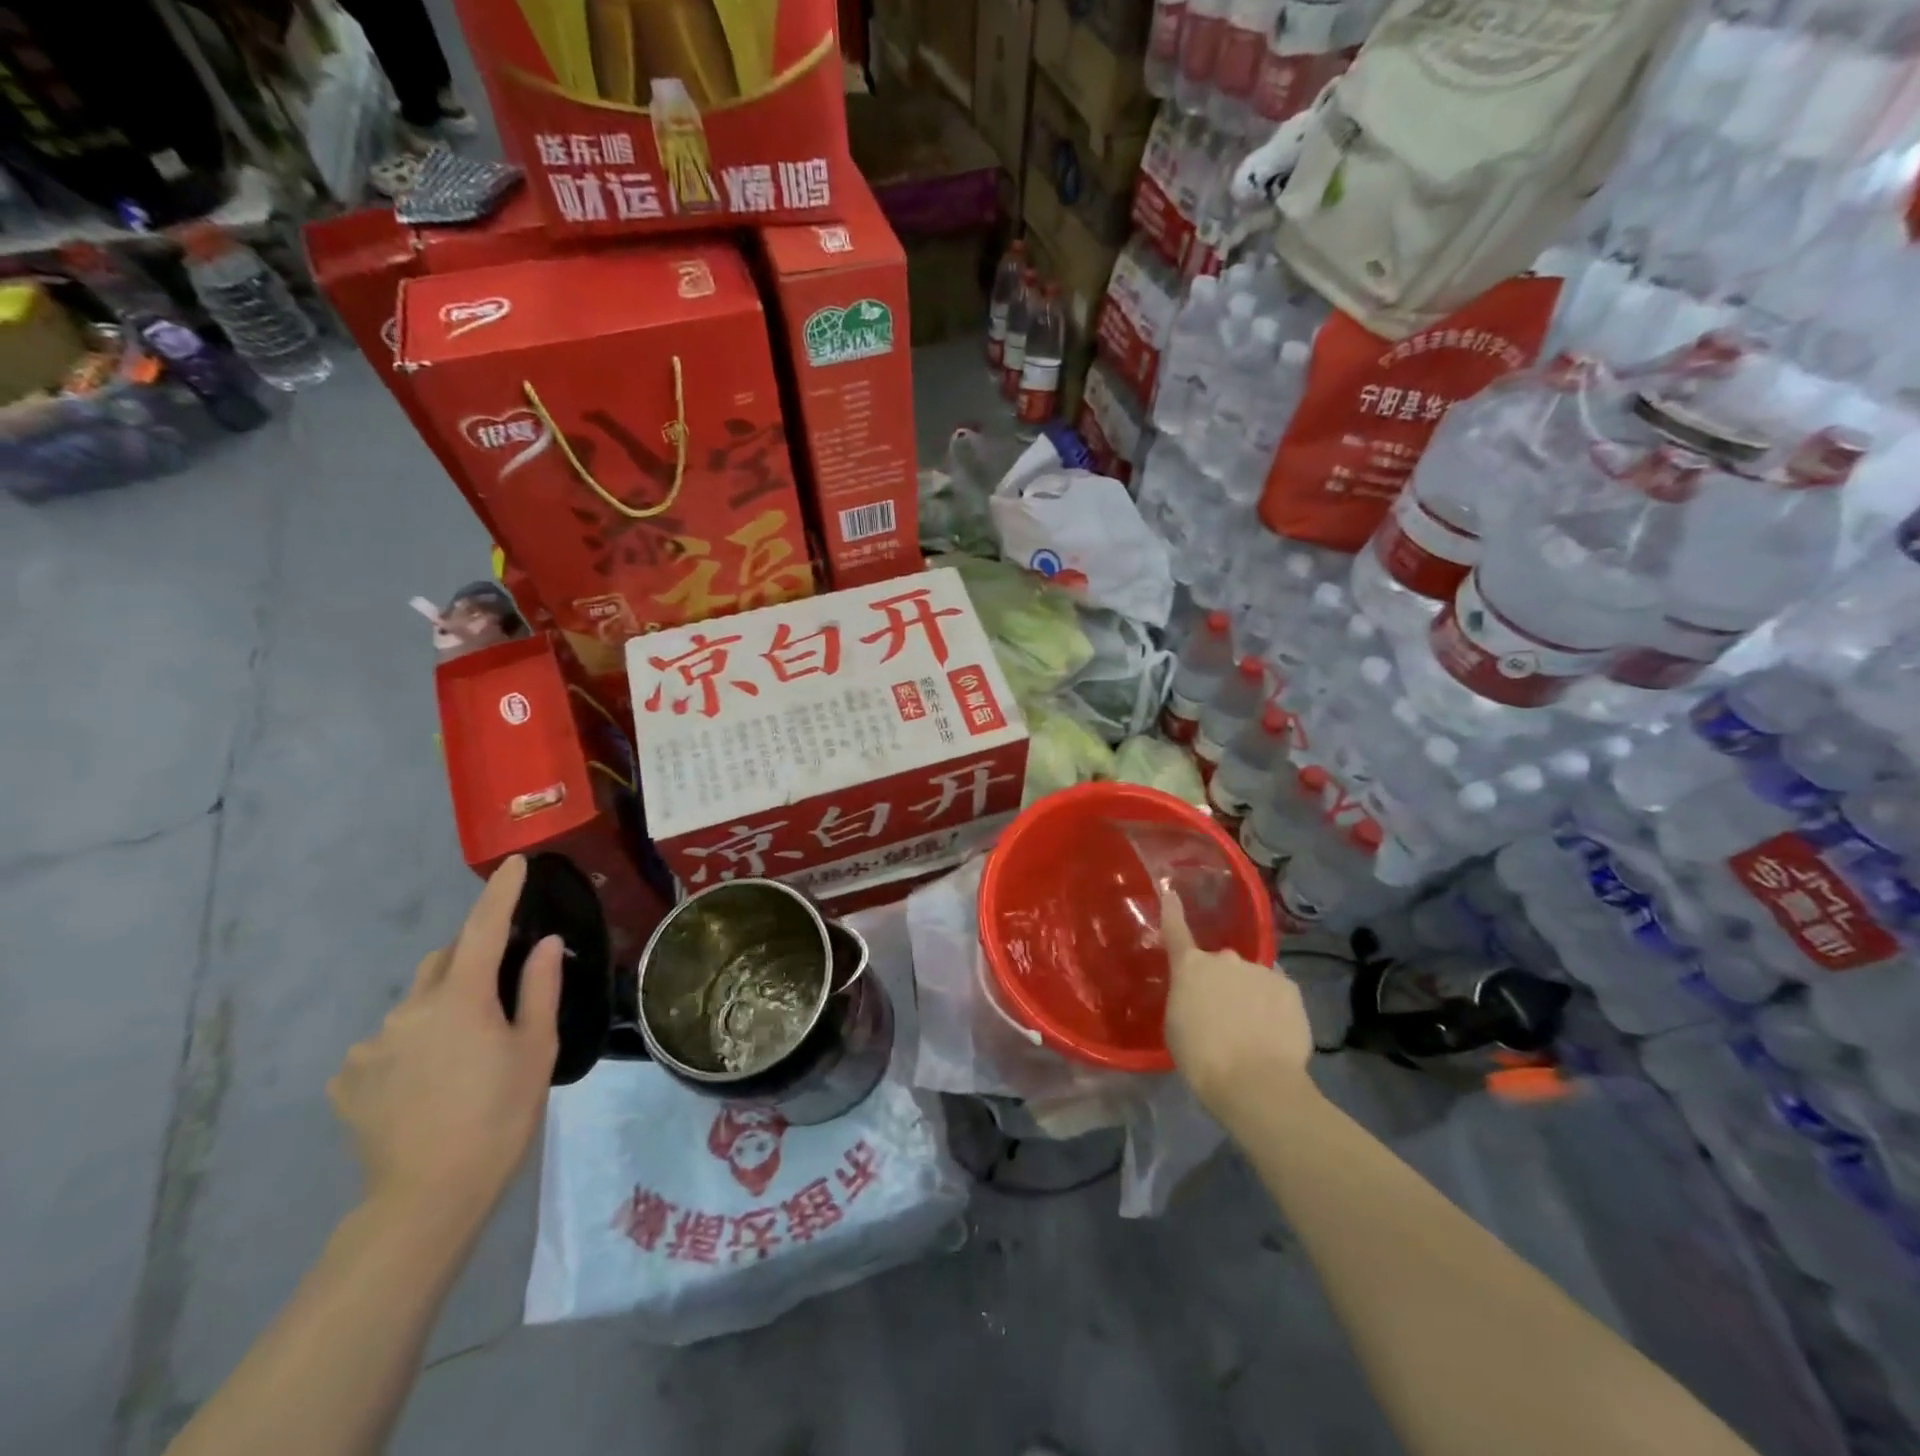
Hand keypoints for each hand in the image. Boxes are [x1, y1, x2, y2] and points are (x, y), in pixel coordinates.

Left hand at [328, 857, 561, 1229]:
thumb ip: (540, 989)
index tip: (513, 863)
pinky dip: (409, 1046)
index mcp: (461, 998)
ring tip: (462, 1054)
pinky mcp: (348, 1080)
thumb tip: (545, 942)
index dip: (500, 892)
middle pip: (444, 961)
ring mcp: (370, 1046)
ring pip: (415, 1004)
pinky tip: (424, 1083)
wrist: (426, 1199)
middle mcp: (409, 1009)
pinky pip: (386, 1043)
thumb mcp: (536, 1050)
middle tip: (500, 991)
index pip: (484, 928)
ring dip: (441, 1008)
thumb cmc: (499, 1116)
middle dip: (471, 959)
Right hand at [1160, 888, 1317, 1116]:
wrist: (1255, 1082)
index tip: (1171, 891)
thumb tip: (1198, 993)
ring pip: (1251, 977)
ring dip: (1248, 993)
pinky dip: (1273, 1004)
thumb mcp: (1176, 1024)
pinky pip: (1276, 990)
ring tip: (1252, 1028)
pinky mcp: (1290, 987)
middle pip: (1220, 964)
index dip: (1172, 911)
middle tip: (1221, 1013)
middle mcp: (1225, 959)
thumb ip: (1186, 997)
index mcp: (1190, 967)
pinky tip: (1274, 1030)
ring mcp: (1260, 970)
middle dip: (1220, 981)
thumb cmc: (1202, 1057)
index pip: (1176, 930)